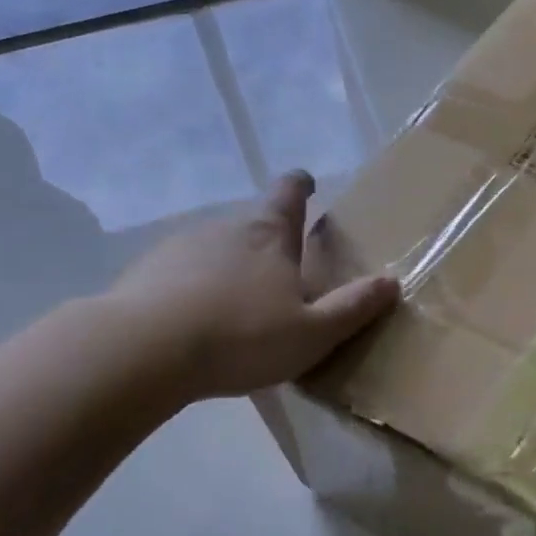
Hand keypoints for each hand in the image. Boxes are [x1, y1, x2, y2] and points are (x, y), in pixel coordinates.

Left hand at [102, 171, 399, 401]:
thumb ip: (352, 308)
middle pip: (253, 223)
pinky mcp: (145, 272)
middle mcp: (224, 228)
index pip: (289, 191)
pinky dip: (193, 290)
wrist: (143, 351)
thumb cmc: (241, 336)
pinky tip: (194, 324)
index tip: (307, 184)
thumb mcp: (312, 333)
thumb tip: (392, 282)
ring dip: (229, 269)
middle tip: (282, 278)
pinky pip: (180, 274)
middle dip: (269, 243)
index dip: (300, 185)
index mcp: (268, 235)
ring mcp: (179, 247)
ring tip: (237, 309)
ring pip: (215, 250)